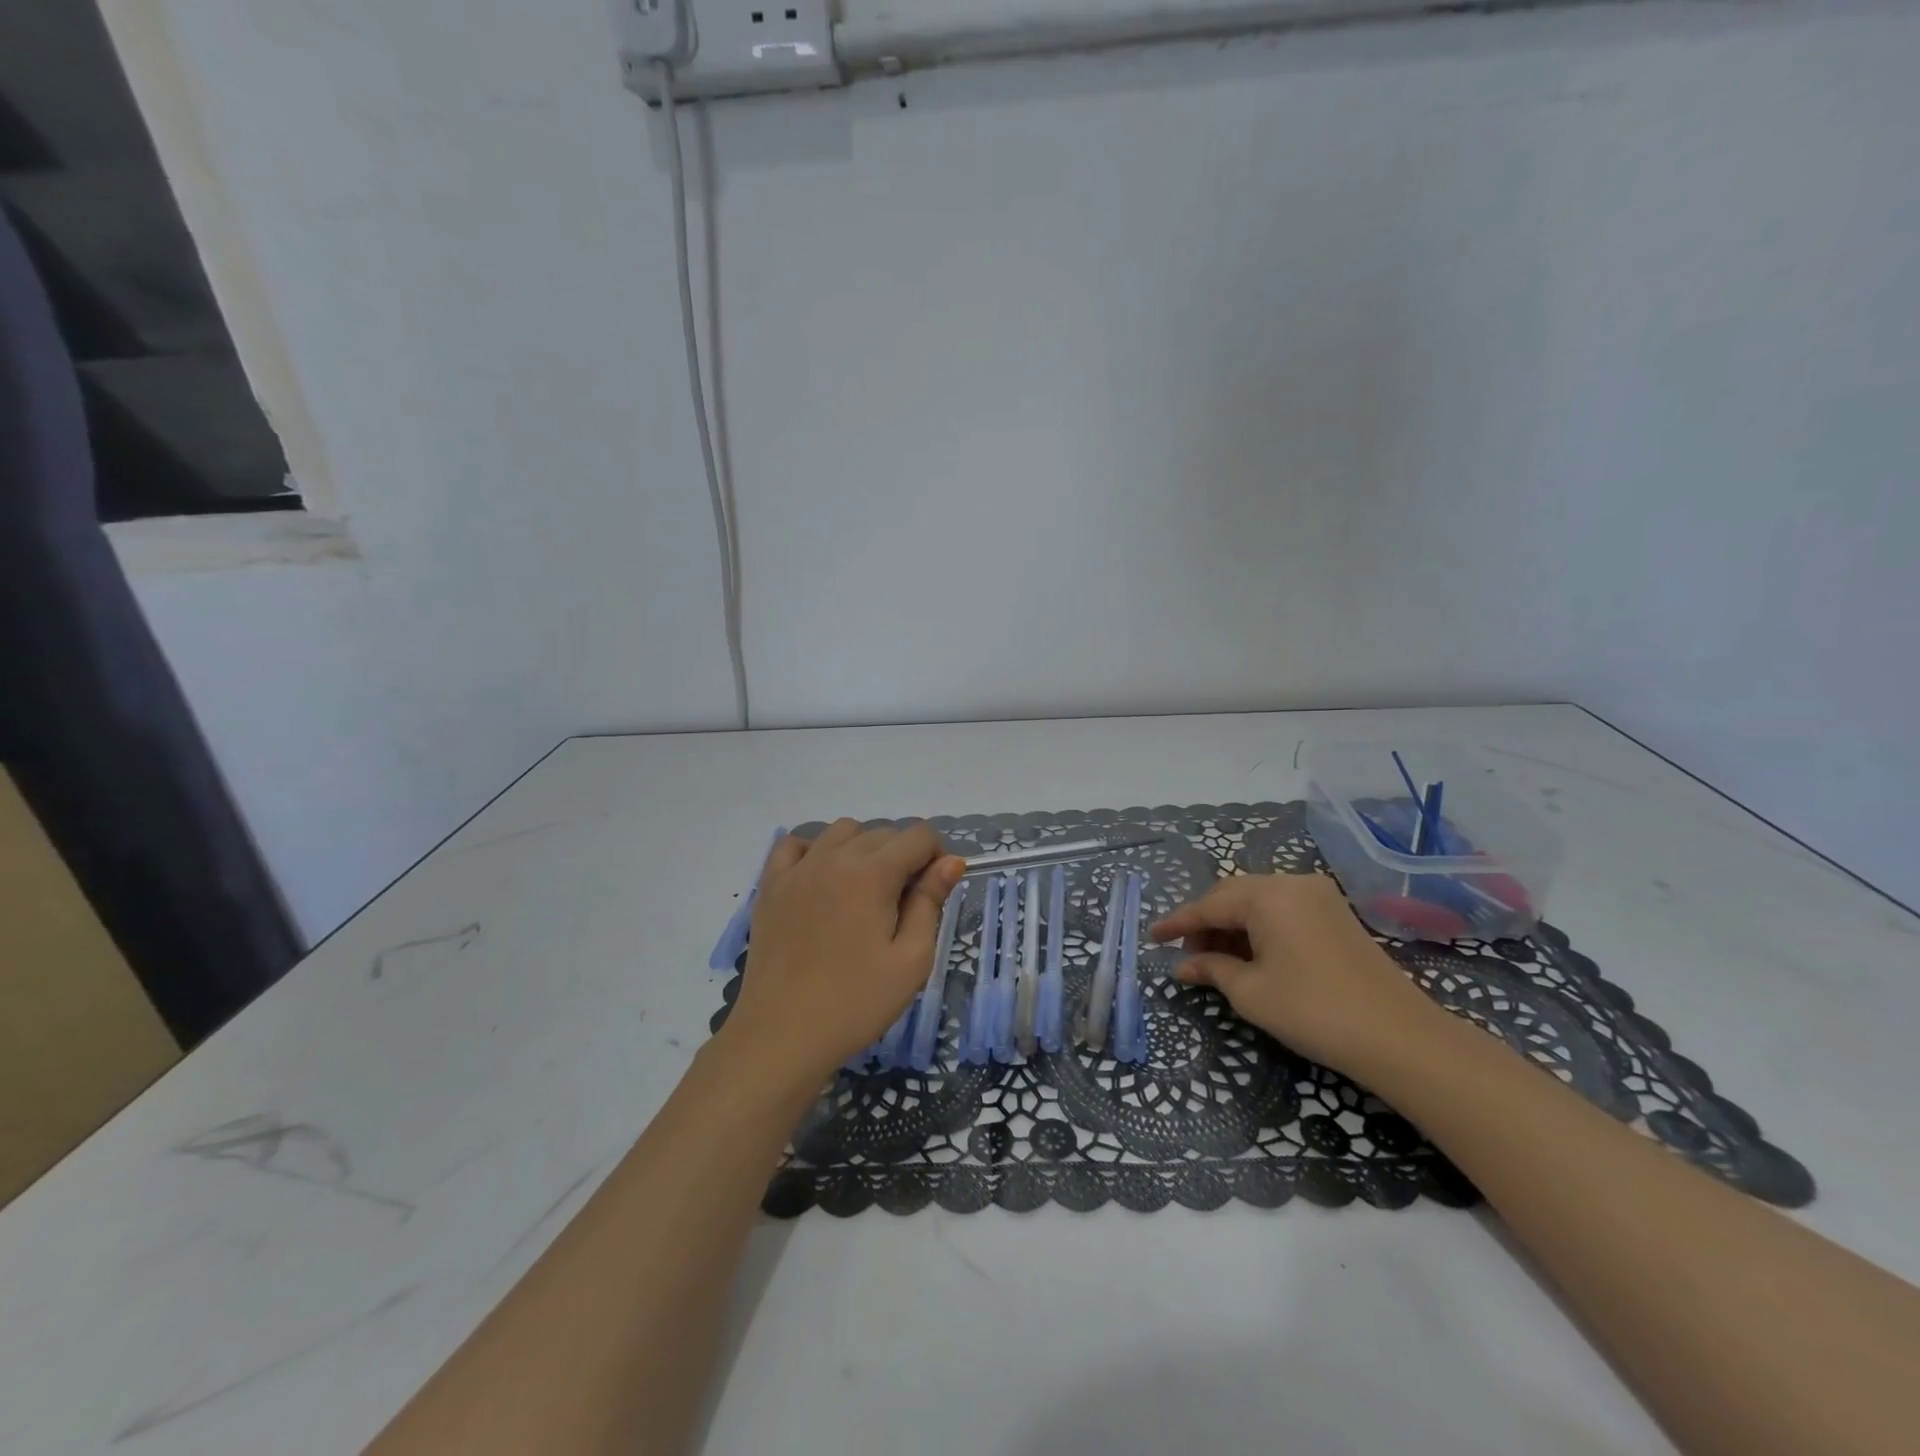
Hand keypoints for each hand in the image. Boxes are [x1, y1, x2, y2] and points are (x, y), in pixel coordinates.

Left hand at [721, 819, 964, 1088]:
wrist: (782, 1036)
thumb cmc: (856, 1003)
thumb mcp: (911, 960)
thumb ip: (930, 902)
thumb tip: (950, 861)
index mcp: (873, 873)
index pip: (918, 835)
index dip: (936, 856)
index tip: (934, 891)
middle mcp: (834, 857)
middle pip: (882, 832)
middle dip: (903, 855)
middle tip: (902, 903)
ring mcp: (797, 869)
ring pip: (841, 831)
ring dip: (863, 847)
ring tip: (864, 890)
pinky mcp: (770, 886)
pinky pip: (794, 844)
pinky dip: (815, 849)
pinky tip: (822, 878)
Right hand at [1150, 873, 1442, 1078]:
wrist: (1399, 1037)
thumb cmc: (1313, 1011)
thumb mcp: (1251, 992)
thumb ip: (1212, 969)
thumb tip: (1184, 964)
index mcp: (1267, 895)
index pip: (1209, 904)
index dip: (1178, 922)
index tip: (1152, 937)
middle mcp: (1291, 883)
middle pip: (1233, 897)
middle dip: (1206, 923)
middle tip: (1185, 954)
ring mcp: (1318, 896)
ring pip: (1258, 903)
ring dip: (1232, 927)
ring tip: (1213, 959)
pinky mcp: (1335, 914)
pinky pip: (1282, 911)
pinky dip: (1259, 929)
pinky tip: (1248, 955)